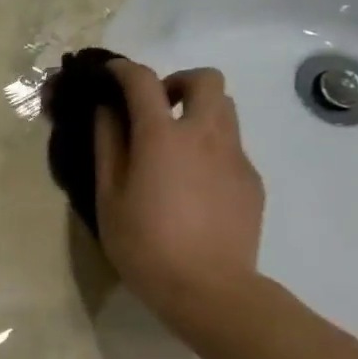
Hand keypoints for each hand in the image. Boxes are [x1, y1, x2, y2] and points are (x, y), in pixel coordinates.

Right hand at [93, 60, 265, 332]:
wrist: (208, 289)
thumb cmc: (143, 243)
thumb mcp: (108, 195)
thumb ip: (108, 145)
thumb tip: (106, 111)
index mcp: (162, 136)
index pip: (143, 81)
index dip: (123, 70)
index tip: (109, 74)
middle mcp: (205, 135)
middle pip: (206, 80)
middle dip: (177, 83)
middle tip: (156, 109)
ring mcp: (235, 157)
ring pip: (225, 110)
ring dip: (197, 113)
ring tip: (172, 147)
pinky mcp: (251, 181)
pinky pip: (231, 146)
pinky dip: (209, 148)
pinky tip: (191, 185)